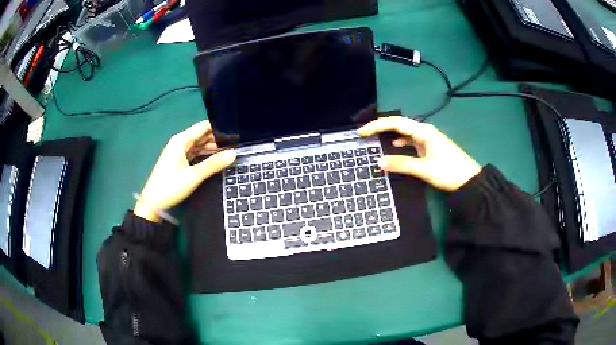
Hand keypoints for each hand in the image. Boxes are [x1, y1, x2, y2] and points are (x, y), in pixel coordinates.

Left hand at [134, 120, 235, 221]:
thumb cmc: (171, 186)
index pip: (203, 127)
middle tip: (235, 144)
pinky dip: (204, 154)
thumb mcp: (194, 175)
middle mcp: (179, 142)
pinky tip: (215, 158)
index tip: (234, 135)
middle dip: (217, 138)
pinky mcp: (178, 161)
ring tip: (229, 151)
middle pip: (201, 135)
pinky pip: (194, 152)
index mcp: (181, 140)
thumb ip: (214, 163)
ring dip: (212, 147)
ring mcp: (178, 151)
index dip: (219, 129)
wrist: (152, 203)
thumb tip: (234, 153)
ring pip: (198, 144)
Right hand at [358, 116, 480, 191]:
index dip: (377, 126)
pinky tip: (395, 147)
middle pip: (399, 125)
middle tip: (365, 134)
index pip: (396, 123)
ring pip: (405, 133)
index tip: (362, 133)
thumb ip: (402, 164)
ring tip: (376, 140)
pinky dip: (401, 144)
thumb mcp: (424, 169)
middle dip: (382, 128)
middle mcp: (425, 131)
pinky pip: (411, 142)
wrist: (470, 181)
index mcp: (424, 131)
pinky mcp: (430, 148)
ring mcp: (428, 139)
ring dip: (390, 135)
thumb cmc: (449, 171)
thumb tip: (378, 162)